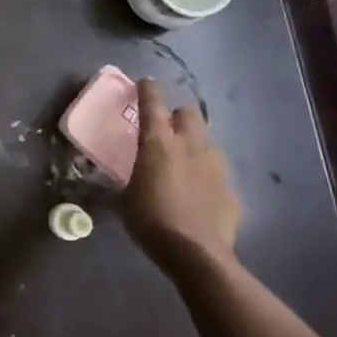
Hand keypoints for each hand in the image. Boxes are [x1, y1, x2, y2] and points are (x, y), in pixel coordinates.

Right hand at [120, 79, 242, 283]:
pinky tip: (199, 195)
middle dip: (178, 114)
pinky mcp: (231, 191)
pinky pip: (217, 175)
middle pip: (189, 114)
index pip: (152, 104)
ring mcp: (215, 167)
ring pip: (207, 142)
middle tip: (167, 125)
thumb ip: (119, 185)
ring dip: (195, 145)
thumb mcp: (123, 202)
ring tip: (184, 161)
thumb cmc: (151, 222)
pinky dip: (207, 179)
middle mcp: (190, 146)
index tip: (145, 82)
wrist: (198, 255)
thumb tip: (105, 182)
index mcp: (158, 144)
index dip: (148, 90)